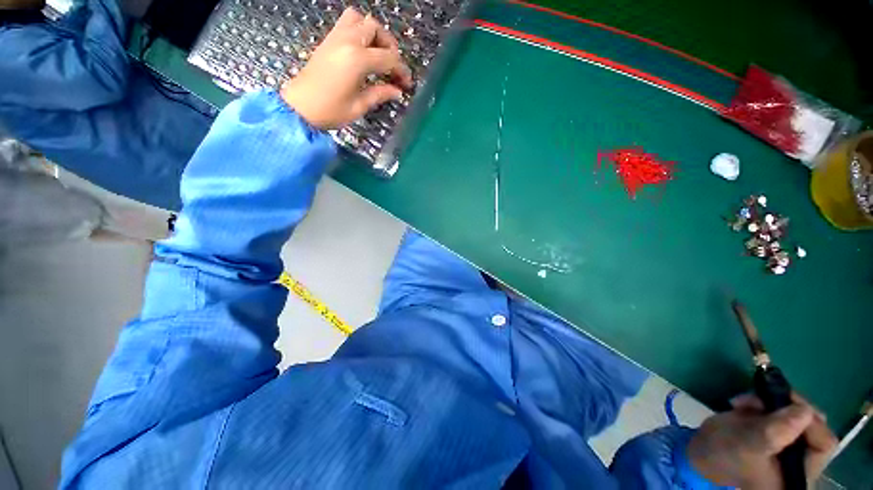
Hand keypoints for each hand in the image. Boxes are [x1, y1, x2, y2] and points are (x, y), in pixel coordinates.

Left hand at [280, 7, 413, 129]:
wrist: (300, 107)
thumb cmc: (331, 111)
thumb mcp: (359, 106)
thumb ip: (380, 94)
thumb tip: (397, 91)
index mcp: (357, 59)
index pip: (388, 58)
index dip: (401, 70)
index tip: (406, 84)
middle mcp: (347, 41)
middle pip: (375, 28)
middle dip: (389, 46)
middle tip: (392, 67)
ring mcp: (335, 38)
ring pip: (360, 19)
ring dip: (373, 33)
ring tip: (377, 53)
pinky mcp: (328, 41)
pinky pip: (346, 23)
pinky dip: (359, 31)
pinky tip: (362, 51)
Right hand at [687, 394, 836, 488]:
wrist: (700, 451)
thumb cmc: (724, 454)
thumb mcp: (747, 444)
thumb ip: (775, 432)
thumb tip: (804, 411)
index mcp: (800, 474)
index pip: (823, 444)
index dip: (810, 422)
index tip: (787, 404)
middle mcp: (801, 462)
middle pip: (812, 426)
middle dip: (787, 407)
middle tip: (764, 396)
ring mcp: (789, 446)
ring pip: (796, 414)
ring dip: (772, 401)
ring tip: (746, 401)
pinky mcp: (776, 432)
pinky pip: (782, 411)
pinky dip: (764, 401)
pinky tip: (745, 403)